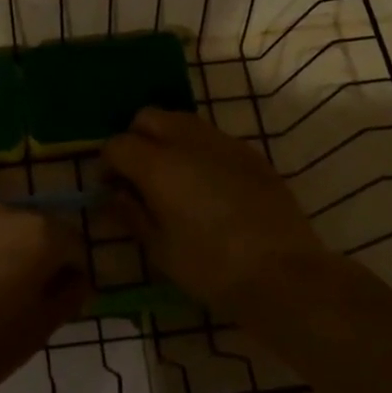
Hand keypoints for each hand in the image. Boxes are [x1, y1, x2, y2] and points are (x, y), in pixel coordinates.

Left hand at [0, 206, 87, 392]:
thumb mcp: (43, 326)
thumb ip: (69, 295)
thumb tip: (75, 280)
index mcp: (42, 232)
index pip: (75, 246)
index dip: (74, 275)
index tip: (64, 304)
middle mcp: (9, 213)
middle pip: (40, 232)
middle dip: (43, 259)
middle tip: (32, 300)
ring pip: (6, 232)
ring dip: (11, 254)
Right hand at [102, 109, 338, 320]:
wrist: (284, 274)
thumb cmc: (212, 268)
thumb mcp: (161, 250)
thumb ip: (132, 214)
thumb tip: (116, 194)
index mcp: (159, 164)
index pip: (118, 144)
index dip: (106, 164)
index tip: (109, 187)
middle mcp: (188, 141)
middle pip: (149, 118)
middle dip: (135, 139)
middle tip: (137, 175)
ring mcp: (223, 143)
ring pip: (182, 121)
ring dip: (167, 139)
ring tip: (171, 177)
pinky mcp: (250, 153)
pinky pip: (212, 138)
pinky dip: (197, 150)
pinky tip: (206, 184)